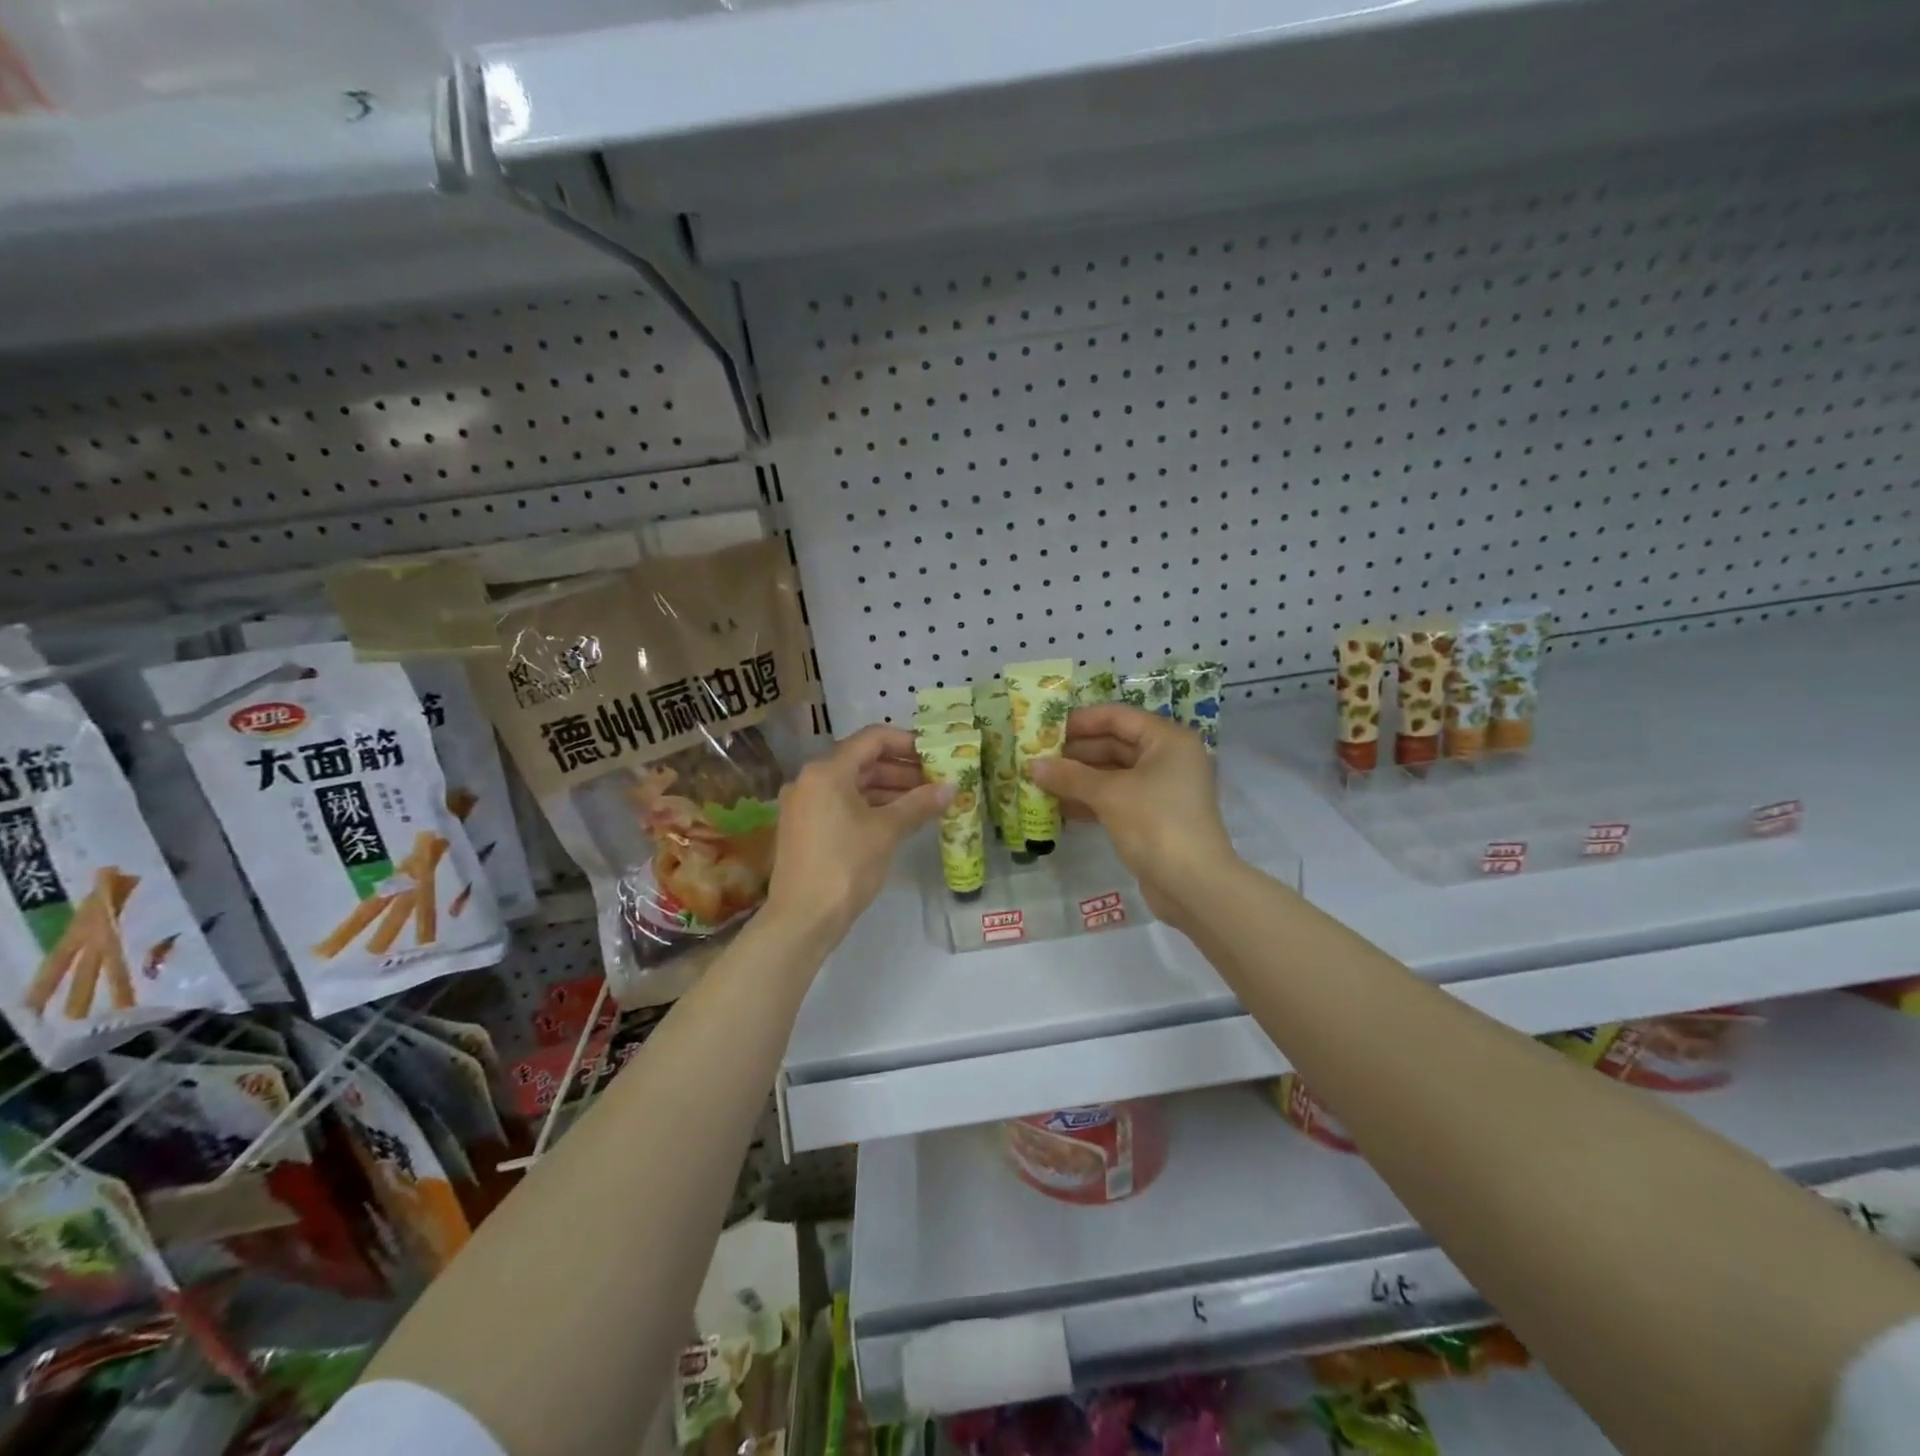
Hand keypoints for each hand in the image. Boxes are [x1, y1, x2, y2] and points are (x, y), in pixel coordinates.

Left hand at [764, 724, 948, 946]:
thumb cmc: (845, 866)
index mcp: (827, 771)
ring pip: (853, 784)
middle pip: (863, 761)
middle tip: (936, 780)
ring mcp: (804, 804)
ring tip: (924, 801)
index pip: (873, 738)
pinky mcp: (804, 827)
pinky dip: (871, 806)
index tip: (935, 755)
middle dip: (902, 769)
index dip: (907, 743)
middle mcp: (810, 779)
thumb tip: (951, 787)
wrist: (802, 919)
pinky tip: (898, 819)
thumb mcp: (887, 832)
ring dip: (889, 789)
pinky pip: (842, 804)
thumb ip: (919, 804)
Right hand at [1030, 705, 1237, 930]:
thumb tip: (1032, 765)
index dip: (1081, 720)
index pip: (1118, 716)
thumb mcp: (1109, 794)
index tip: (1045, 728)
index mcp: (1167, 740)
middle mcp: (1168, 759)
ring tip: (1040, 781)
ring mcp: (1162, 790)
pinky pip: (1116, 799)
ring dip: (1078, 778)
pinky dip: (1090, 800)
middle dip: (1075, 753)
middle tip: (1036, 757)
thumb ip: (1070, 776)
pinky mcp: (1153, 817)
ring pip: (1113, 774)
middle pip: (1115, 744)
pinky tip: (1058, 807)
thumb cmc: (1155, 824)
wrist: (1193, 885)